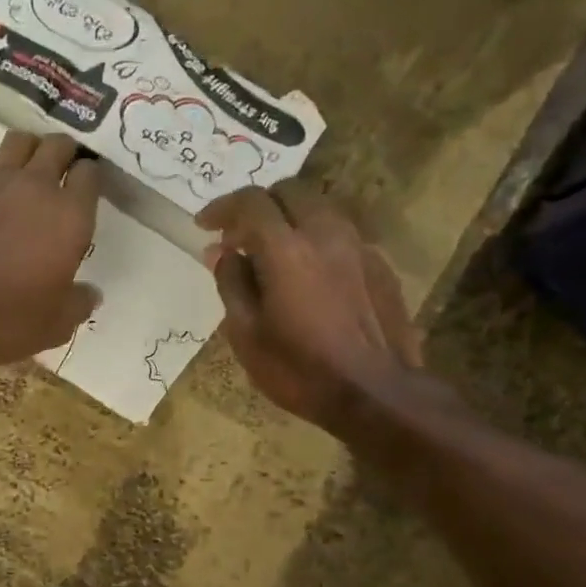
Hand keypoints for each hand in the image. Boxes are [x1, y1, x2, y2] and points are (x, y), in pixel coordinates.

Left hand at [0, 131, 101, 362]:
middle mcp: (35, 184)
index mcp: (69, 218)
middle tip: (60, 174)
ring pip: (20, 140)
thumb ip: (77, 306)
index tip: (85, 193)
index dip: (91, 179)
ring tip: (25, 171)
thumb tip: (91, 294)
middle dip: (64, 154)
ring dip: (29, 151)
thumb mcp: (51, 328)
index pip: (90, 175)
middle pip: (58, 145)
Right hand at [197, 180, 428, 430]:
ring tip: (274, 252)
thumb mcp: (247, 335)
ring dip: (290, 219)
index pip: (251, 202)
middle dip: (259, 205)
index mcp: (287, 249)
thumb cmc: (300, 370)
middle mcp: (326, 234)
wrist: (376, 394)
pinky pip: (342, 235)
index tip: (204, 225)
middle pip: (290, 192)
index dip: (222, 207)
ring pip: (320, 209)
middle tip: (239, 235)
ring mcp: (360, 246)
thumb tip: (221, 252)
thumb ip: (231, 284)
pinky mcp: (380, 265)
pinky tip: (310, 274)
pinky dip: (317, 240)